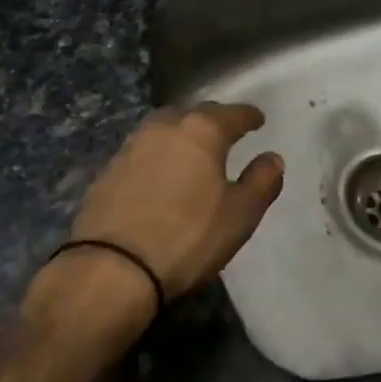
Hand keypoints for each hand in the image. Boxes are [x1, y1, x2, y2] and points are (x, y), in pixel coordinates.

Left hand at [66, 102, 284, 299]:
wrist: (112, 267)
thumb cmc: (187, 237)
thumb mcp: (240, 215)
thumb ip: (262, 181)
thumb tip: (272, 158)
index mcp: (202, 129)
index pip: (233, 113)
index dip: (249, 116)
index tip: (258, 120)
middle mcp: (165, 126)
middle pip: (195, 114)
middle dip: (213, 120)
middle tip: (226, 134)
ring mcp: (132, 145)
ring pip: (165, 128)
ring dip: (181, 134)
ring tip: (192, 151)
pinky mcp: (108, 168)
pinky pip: (143, 150)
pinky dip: (158, 155)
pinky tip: (161, 173)